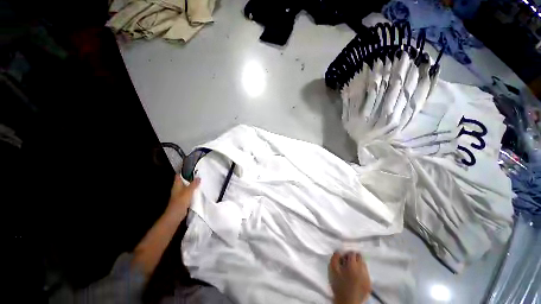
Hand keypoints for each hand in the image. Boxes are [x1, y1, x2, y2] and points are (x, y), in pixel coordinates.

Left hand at [165, 175, 199, 218]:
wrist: (175, 215)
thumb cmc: (180, 202)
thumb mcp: (188, 191)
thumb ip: (194, 184)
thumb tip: (199, 177)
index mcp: (177, 185)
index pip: (179, 175)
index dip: (183, 171)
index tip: (191, 168)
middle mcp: (177, 188)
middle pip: (183, 180)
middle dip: (190, 177)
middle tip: (198, 173)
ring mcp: (180, 194)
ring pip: (186, 186)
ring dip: (192, 184)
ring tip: (200, 180)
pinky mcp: (183, 199)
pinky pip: (189, 192)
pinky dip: (193, 190)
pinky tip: (198, 190)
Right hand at [329, 251, 370, 303]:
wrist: (346, 302)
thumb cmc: (338, 285)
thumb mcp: (332, 268)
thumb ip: (335, 257)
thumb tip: (339, 251)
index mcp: (353, 265)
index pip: (352, 252)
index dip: (346, 254)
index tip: (343, 259)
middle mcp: (362, 270)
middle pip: (360, 257)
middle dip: (354, 258)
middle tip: (347, 263)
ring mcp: (367, 277)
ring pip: (364, 265)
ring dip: (358, 265)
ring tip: (351, 271)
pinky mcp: (370, 284)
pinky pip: (366, 273)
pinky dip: (361, 273)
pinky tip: (356, 278)